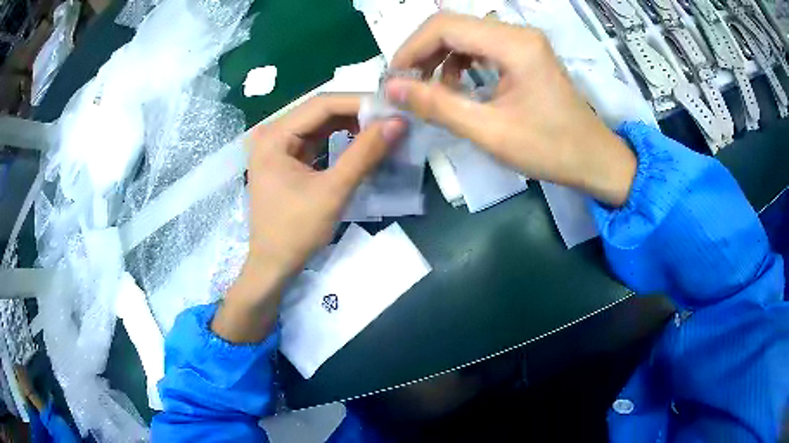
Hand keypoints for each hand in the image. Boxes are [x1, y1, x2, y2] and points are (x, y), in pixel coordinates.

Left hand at [212, 95, 406, 342]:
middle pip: (320, 111)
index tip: (393, 107)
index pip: (322, 104)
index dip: (359, 102)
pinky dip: (340, 139)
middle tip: (392, 117)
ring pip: (320, 124)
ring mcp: (276, 146)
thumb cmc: (296, 232)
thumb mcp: (333, 191)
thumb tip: (398, 121)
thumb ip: (365, 153)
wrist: (273, 265)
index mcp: (274, 136)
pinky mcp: (285, 158)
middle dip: (357, 113)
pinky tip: (362, 140)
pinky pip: (316, 139)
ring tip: (383, 127)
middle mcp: (271, 133)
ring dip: (351, 124)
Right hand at [386, 13, 635, 206]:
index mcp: (513, 45)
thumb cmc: (550, 149)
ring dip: (439, 58)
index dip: (411, 49)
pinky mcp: (525, 54)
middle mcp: (517, 33)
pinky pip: (481, 47)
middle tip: (405, 85)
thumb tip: (391, 89)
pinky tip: (456, 87)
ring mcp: (523, 42)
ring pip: (465, 35)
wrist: (594, 159)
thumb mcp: (490, 131)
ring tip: (429, 90)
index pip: (445, 26)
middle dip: (422, 53)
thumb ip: (438, 106)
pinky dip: (460, 63)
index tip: (393, 80)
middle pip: (453, 26)